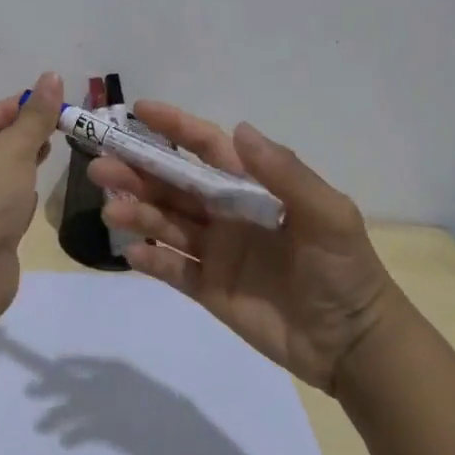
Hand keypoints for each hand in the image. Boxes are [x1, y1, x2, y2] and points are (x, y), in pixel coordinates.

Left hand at [0, 71, 63, 256]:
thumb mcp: (14, 147)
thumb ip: (36, 116)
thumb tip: (52, 76)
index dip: (13, 108)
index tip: (47, 104)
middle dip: (21, 136)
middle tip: (55, 128)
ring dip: (21, 165)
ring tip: (50, 154)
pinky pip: (3, 206)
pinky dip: (19, 196)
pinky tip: (35, 196)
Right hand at [89, 103, 391, 392]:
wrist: (353, 345)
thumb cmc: (344, 270)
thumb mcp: (327, 214)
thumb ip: (284, 173)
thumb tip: (239, 129)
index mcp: (253, 187)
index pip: (207, 148)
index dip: (174, 127)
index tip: (138, 110)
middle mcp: (227, 212)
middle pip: (174, 184)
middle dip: (138, 171)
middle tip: (101, 166)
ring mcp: (216, 251)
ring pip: (166, 223)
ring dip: (137, 212)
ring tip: (110, 211)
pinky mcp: (209, 289)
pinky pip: (172, 270)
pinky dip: (151, 260)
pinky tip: (132, 253)